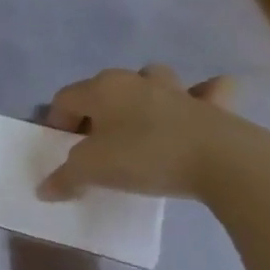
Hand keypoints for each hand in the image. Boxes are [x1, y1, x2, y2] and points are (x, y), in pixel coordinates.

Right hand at [37, 65, 238, 201]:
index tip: (62, 149)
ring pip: (153, 79)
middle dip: (97, 109)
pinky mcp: (216, 105)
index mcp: (102, 89)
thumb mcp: (90, 171)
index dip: (57, 122)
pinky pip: (207, 92)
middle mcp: (137, 80)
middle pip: (105, 86)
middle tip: (96, 140)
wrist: (224, 162)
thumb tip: (45, 190)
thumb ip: (63, 178)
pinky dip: (202, 97)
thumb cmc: (144, 156)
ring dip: (143, 95)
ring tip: (139, 123)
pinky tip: (196, 111)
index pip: (64, 98)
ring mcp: (179, 89)